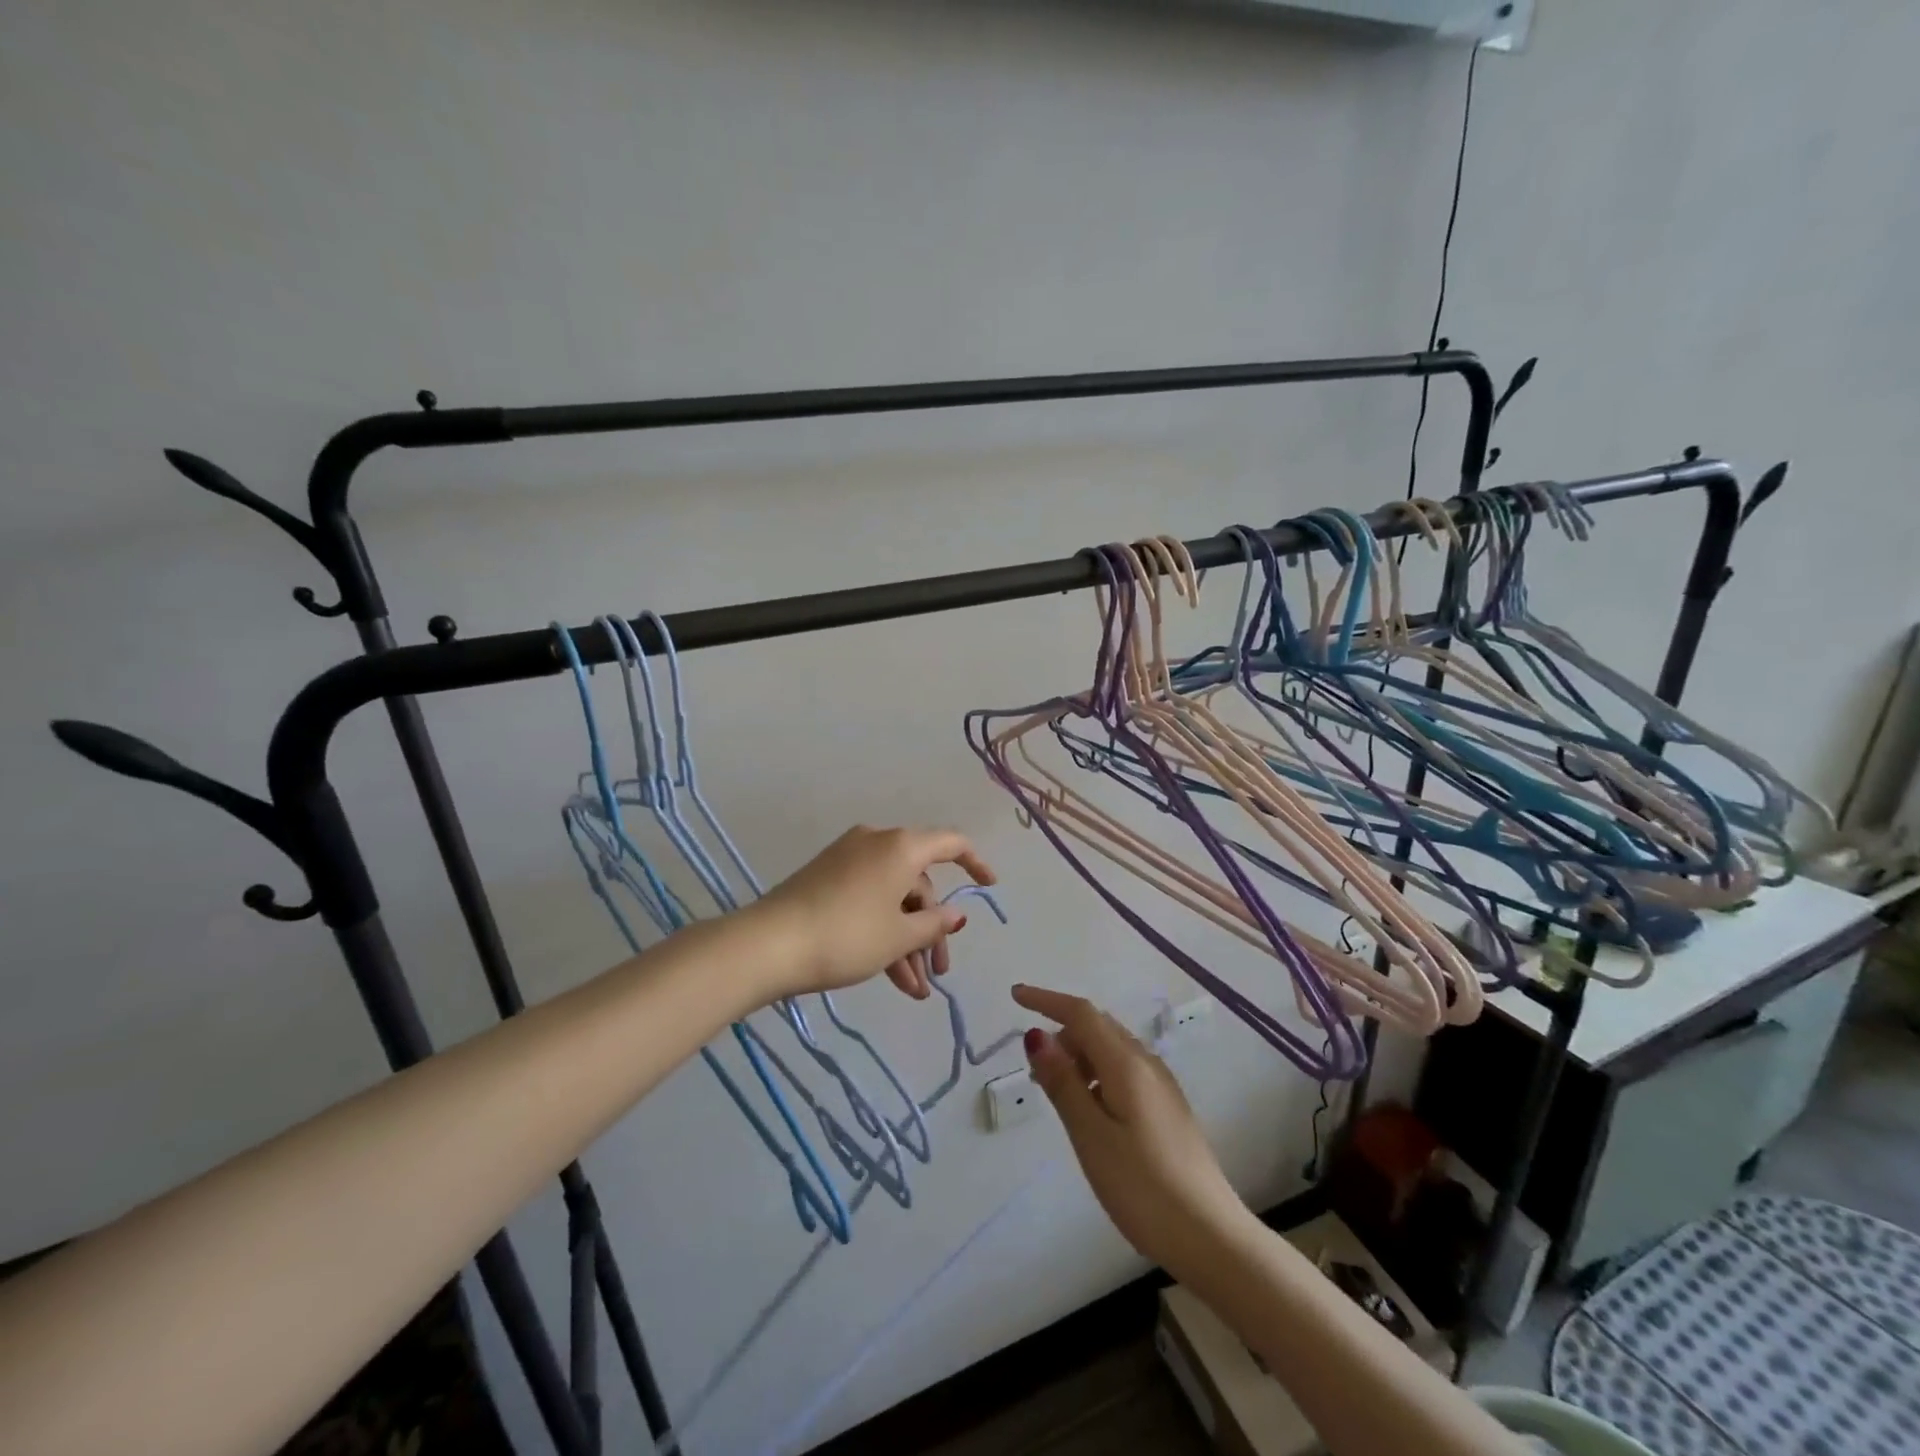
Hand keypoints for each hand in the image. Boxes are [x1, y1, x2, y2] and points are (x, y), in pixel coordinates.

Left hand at [750, 825, 995, 1000]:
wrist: (769, 945)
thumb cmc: (847, 936)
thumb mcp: (899, 936)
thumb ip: (935, 924)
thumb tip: (956, 915)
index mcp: (901, 846)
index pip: (951, 843)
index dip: (976, 864)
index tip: (990, 888)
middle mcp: (877, 843)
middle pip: (919, 883)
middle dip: (931, 930)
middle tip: (937, 973)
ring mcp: (848, 860)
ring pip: (893, 898)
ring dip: (907, 942)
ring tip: (914, 992)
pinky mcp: (827, 879)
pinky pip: (869, 901)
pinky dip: (883, 933)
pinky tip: (892, 978)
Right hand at [1014, 984, 1253, 1279]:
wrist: (1211, 1238)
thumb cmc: (1143, 1187)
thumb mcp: (1091, 1136)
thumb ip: (1063, 1083)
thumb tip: (1036, 1035)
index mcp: (1127, 1064)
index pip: (1082, 1013)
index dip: (1046, 1000)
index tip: (1015, 996)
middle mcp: (1147, 1064)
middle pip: (1098, 1027)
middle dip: (1062, 1032)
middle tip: (1033, 1068)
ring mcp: (1161, 1086)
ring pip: (1111, 1049)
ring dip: (1079, 1055)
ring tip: (1056, 1093)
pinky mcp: (1167, 1108)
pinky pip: (1124, 1071)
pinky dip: (1097, 1074)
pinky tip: (1090, 1110)